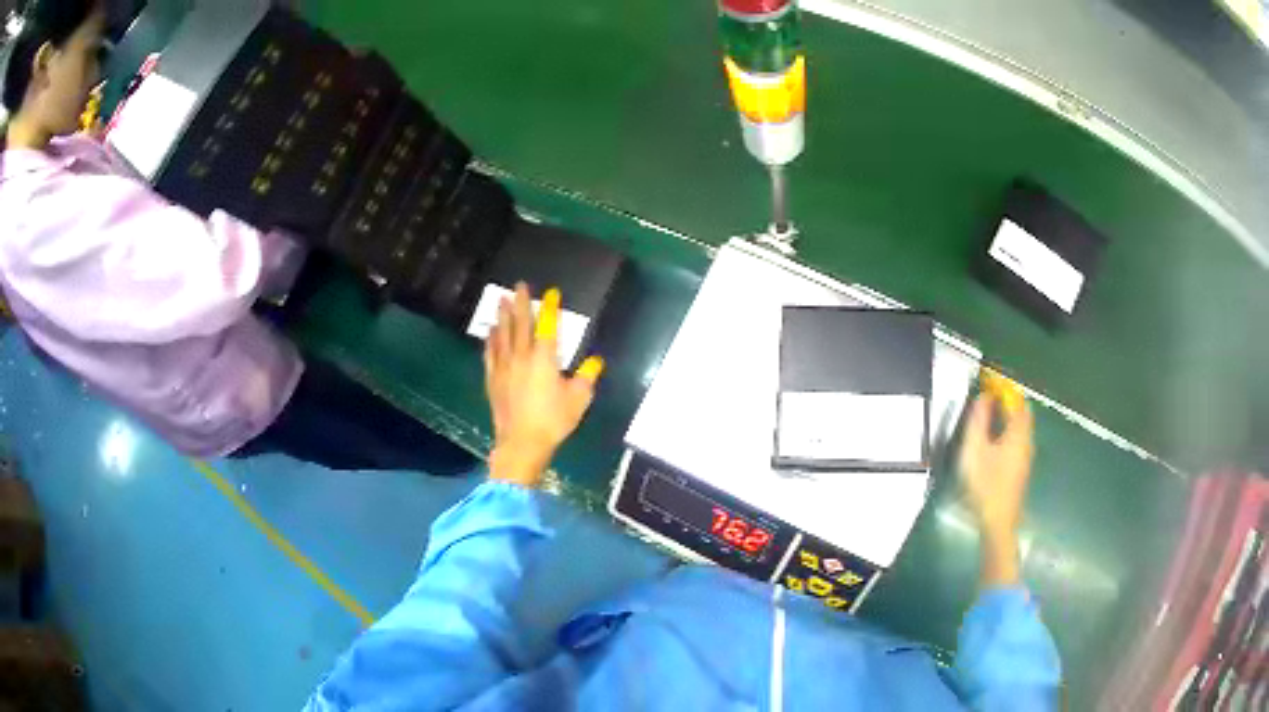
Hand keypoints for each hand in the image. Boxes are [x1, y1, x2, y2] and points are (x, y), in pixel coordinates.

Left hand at [484, 284, 603, 486]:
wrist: (522, 442)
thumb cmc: (554, 420)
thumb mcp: (579, 399)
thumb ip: (587, 377)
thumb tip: (595, 361)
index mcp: (545, 358)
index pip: (548, 326)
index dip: (550, 308)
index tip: (552, 293)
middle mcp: (522, 356)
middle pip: (521, 324)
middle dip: (521, 303)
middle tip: (519, 285)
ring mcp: (504, 367)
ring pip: (502, 334)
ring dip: (502, 316)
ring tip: (501, 299)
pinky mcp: (493, 379)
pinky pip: (490, 353)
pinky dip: (490, 339)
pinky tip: (490, 331)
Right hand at [958, 375, 1034, 538]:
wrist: (997, 522)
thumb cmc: (985, 485)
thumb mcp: (975, 450)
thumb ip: (978, 421)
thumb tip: (983, 398)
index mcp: (1017, 433)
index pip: (1016, 400)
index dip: (1004, 387)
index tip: (989, 381)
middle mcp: (1026, 441)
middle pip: (1022, 413)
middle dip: (1008, 401)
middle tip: (988, 397)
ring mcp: (1025, 456)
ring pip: (1020, 427)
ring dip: (1007, 417)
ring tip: (987, 417)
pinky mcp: (1020, 469)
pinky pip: (1017, 440)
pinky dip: (1007, 431)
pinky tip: (992, 442)